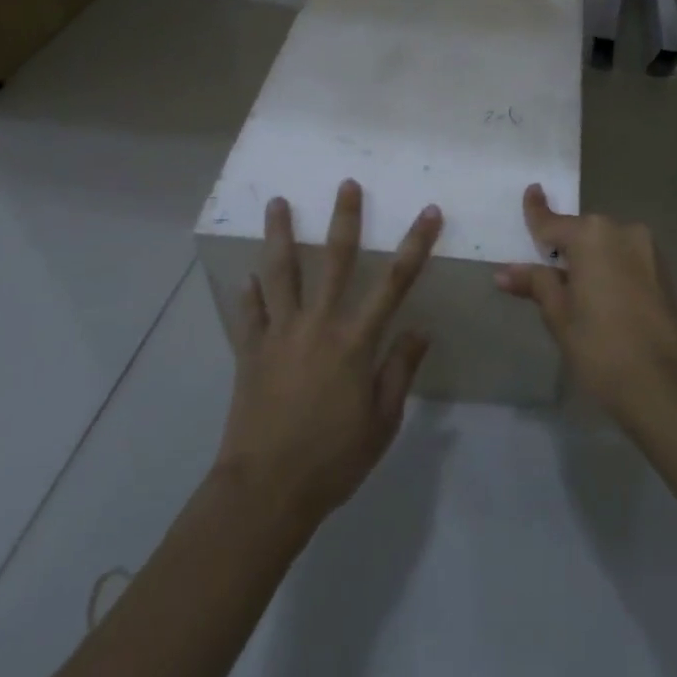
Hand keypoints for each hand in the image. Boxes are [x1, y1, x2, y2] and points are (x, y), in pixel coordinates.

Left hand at [214, 180, 439, 522]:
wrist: (265, 492)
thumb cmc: (333, 459)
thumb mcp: (382, 422)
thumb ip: (400, 370)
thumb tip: (420, 329)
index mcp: (355, 341)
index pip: (395, 282)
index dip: (415, 244)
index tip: (429, 212)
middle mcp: (318, 325)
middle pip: (334, 260)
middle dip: (344, 219)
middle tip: (346, 184)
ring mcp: (280, 334)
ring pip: (280, 272)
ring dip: (279, 235)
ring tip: (277, 202)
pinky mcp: (250, 351)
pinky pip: (249, 313)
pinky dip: (249, 292)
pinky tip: (247, 276)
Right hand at [496, 184, 676, 423]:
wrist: (667, 386)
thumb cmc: (602, 347)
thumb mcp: (559, 315)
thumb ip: (536, 284)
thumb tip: (504, 272)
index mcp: (592, 235)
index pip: (553, 222)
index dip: (537, 210)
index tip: (532, 190)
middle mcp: (623, 231)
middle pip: (583, 233)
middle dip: (565, 246)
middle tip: (546, 270)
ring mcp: (649, 250)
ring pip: (608, 247)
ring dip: (591, 260)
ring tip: (577, 293)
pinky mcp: (665, 272)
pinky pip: (627, 261)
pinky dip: (612, 271)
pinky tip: (604, 300)